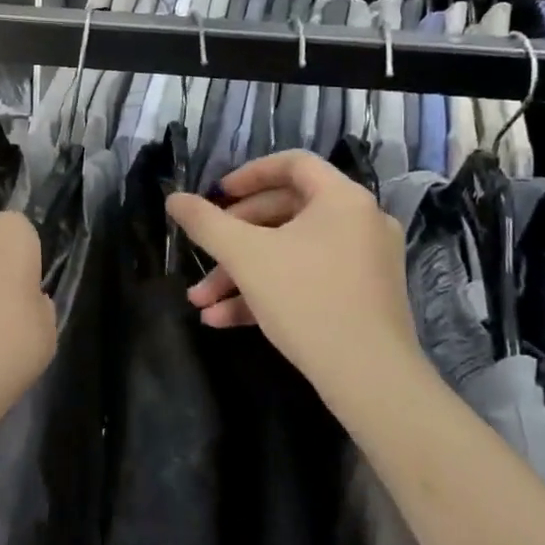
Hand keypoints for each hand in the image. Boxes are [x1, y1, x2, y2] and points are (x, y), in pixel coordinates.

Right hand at [166, 151, 420, 404]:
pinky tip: (223, 319)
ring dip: (241, 273)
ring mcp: (364, 263)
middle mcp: (360, 223)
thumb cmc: (307, 299)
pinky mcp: (362, 298)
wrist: (370, 380)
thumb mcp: (245, 256)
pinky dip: (267, 293)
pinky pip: (308, 280)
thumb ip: (205, 222)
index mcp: (342, 199)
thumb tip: (173, 198)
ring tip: (201, 302)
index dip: (249, 174)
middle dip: (233, 239)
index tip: (217, 195)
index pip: (293, 164)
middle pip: (285, 213)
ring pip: (290, 253)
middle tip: (202, 254)